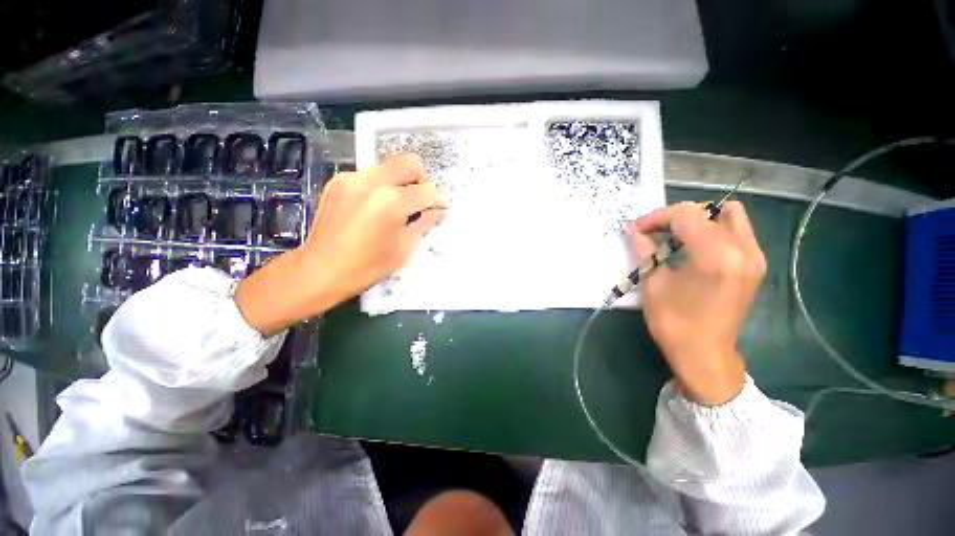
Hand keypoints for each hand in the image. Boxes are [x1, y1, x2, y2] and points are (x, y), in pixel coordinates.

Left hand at [235, 154, 445, 334]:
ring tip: (399, 206)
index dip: (437, 200)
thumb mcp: (402, 248)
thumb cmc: (366, 267)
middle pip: (409, 163)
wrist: (318, 271)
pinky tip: (377, 207)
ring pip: (389, 166)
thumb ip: (423, 223)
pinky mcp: (338, 181)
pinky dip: (382, 186)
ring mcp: (352, 178)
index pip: (426, 190)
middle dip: (422, 180)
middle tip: (421, 201)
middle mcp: (372, 182)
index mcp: (391, 202)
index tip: (439, 210)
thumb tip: (440, 211)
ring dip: (401, 182)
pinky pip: (370, 174)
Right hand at [630, 201, 765, 405]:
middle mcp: (743, 248)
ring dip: (699, 221)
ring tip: (676, 239)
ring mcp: (755, 256)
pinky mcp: (756, 265)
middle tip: (655, 234)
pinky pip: (737, 232)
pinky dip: (713, 231)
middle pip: (708, 210)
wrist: (704, 355)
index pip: (685, 214)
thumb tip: (635, 230)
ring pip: (729, 216)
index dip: (656, 217)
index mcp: (715, 254)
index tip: (637, 229)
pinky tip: (694, 250)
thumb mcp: (653, 283)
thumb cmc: (674, 321)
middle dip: (676, 218)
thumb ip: (645, 250)